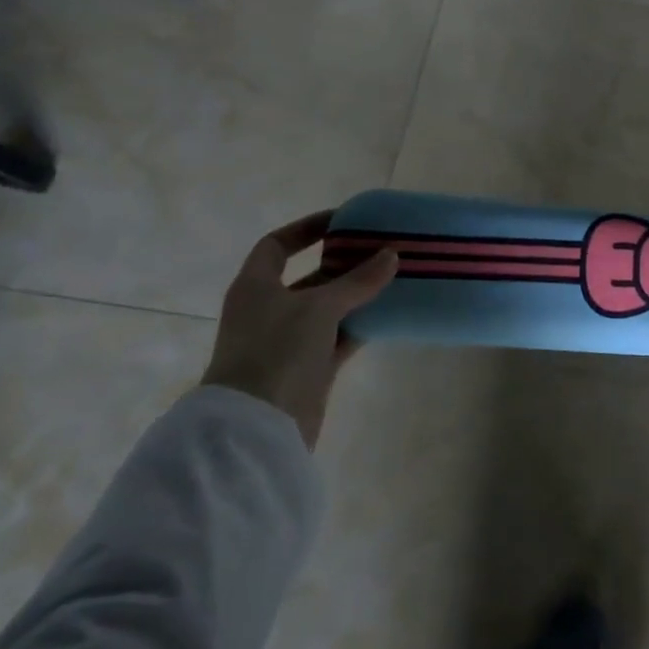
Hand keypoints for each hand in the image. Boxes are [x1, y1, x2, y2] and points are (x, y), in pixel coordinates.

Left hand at [200, 210, 398, 448]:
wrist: (258, 428)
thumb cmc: (277, 351)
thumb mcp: (319, 307)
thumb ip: (358, 281)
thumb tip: (391, 254)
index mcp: (256, 286)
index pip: (277, 245)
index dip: (306, 229)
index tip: (342, 221)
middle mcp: (268, 310)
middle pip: (309, 277)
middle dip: (342, 264)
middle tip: (380, 250)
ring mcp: (288, 342)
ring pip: (327, 309)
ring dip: (356, 296)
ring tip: (393, 278)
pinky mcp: (308, 370)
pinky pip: (338, 338)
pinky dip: (360, 326)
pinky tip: (389, 315)